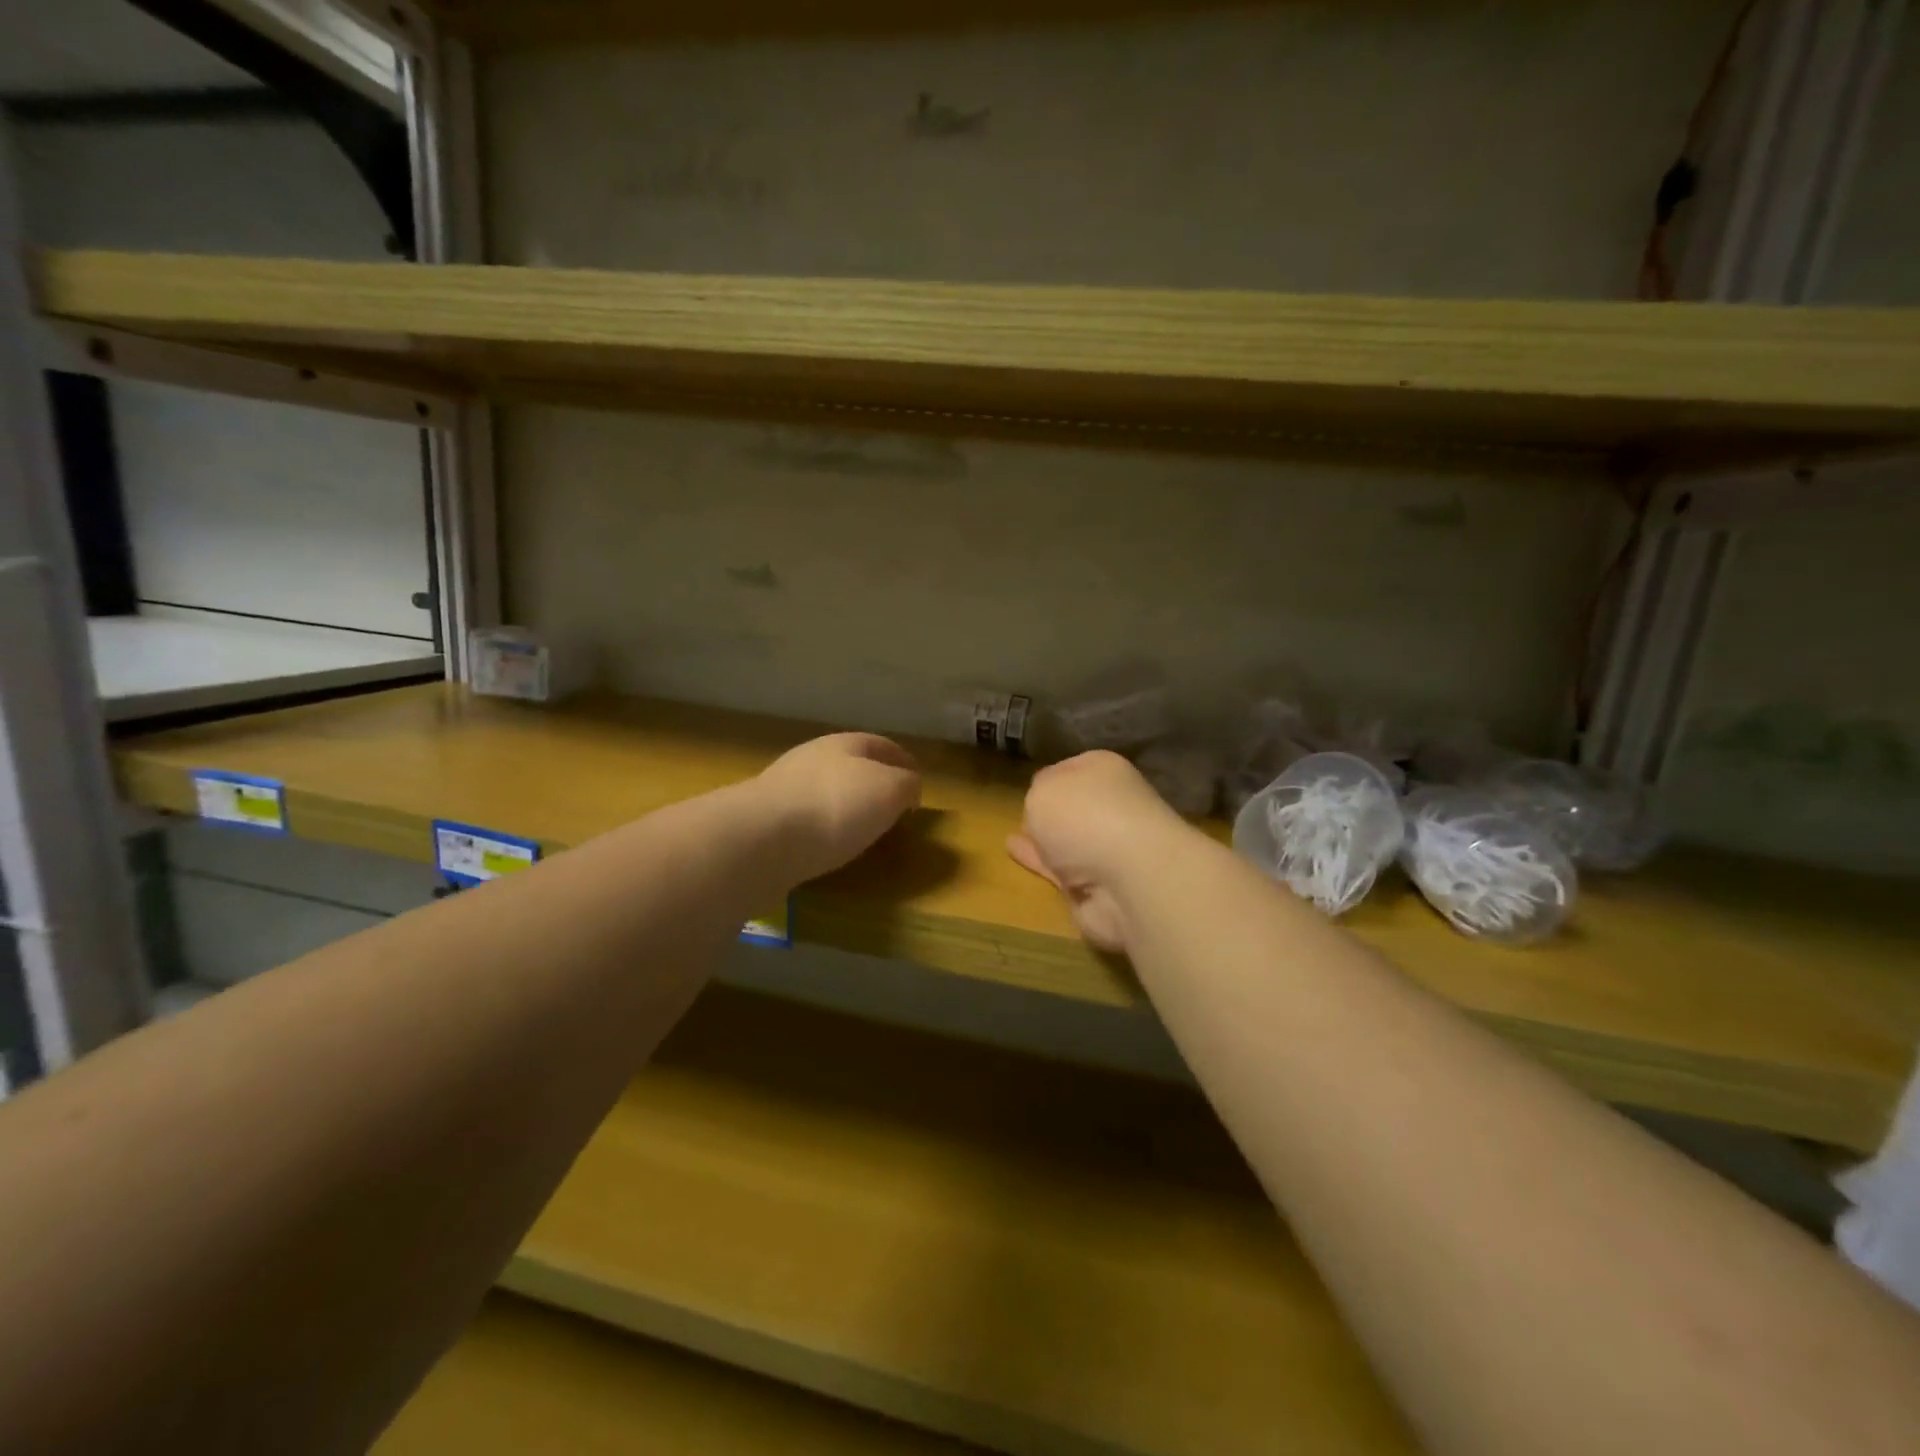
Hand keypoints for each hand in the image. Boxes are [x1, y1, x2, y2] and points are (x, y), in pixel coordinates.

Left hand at [755, 733, 922, 883]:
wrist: (762, 838)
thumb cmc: (837, 805)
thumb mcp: (890, 791)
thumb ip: (906, 785)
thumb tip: (908, 787)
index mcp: (845, 743)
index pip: (882, 745)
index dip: (904, 762)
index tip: (919, 784)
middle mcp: (812, 757)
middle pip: (851, 765)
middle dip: (873, 783)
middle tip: (893, 809)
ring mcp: (784, 787)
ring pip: (826, 791)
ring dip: (846, 807)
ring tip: (863, 832)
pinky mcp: (765, 819)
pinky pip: (806, 819)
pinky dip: (823, 828)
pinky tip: (828, 846)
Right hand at [1007, 751, 1188, 953]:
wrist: (1130, 878)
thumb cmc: (1085, 816)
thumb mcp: (1043, 792)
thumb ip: (1036, 796)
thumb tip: (1043, 810)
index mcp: (1103, 771)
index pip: (1070, 769)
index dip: (1049, 778)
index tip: (1030, 788)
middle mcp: (1110, 806)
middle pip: (1073, 806)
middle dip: (1052, 811)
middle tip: (1024, 815)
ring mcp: (1107, 848)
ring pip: (1067, 841)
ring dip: (1045, 842)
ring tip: (1013, 840)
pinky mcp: (1098, 886)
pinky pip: (1061, 871)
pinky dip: (1042, 865)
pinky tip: (1019, 859)